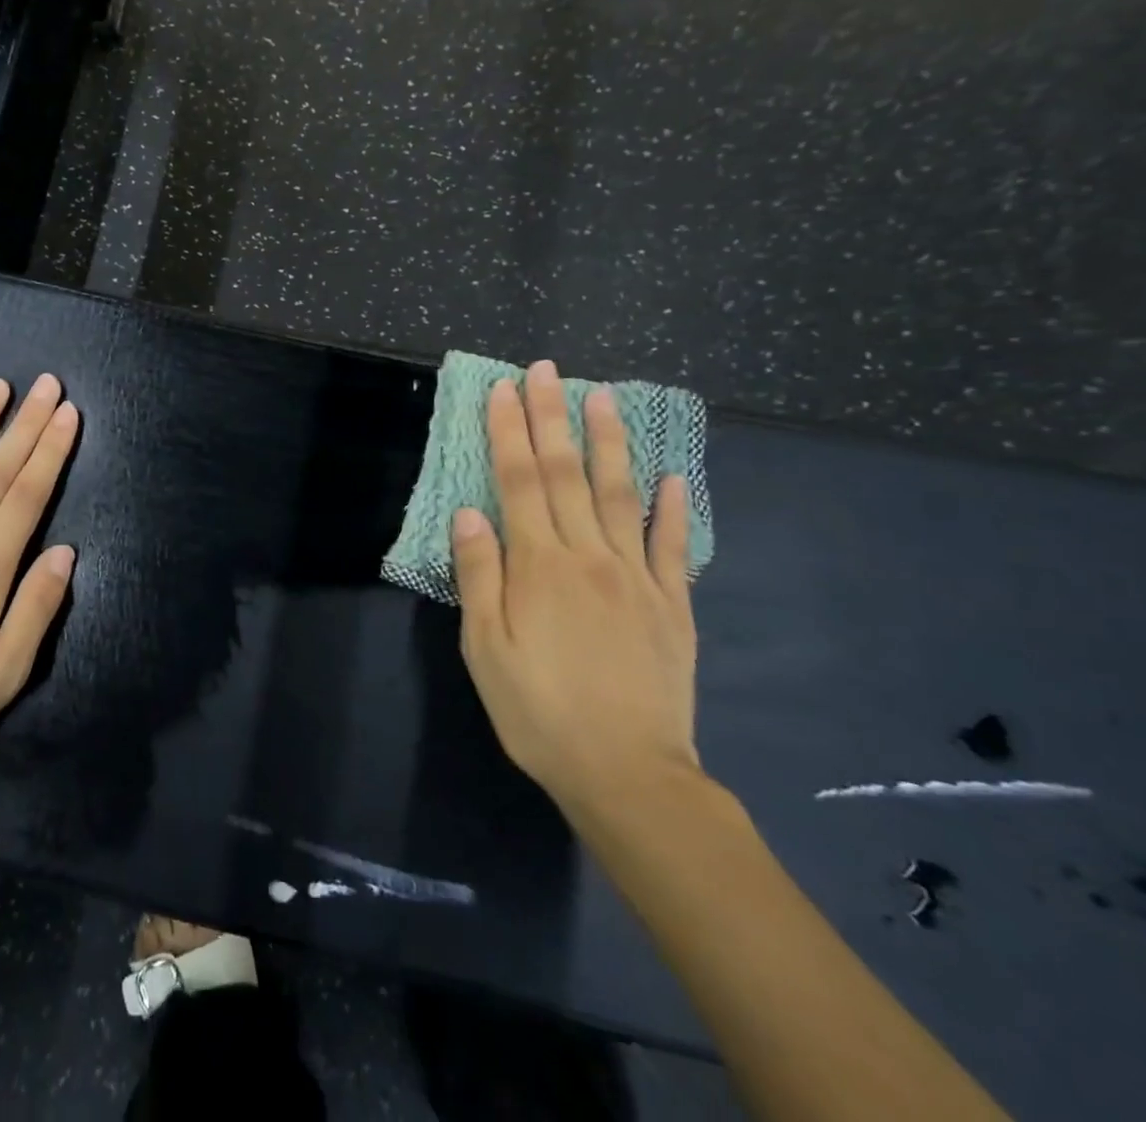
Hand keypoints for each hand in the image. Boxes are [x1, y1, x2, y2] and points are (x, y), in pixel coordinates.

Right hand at [450, 360, 699, 815]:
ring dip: (609, 443)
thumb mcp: (485, 649)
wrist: (628, 774)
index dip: (509, 431)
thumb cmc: (538, 711)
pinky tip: (676, 478)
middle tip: (546, 371)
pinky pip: (673, 547)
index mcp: (539, 566)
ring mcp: (636, 577)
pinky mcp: (672, 605)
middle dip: (551, 418)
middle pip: (565, 474)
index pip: (518, 481)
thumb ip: (479, 577)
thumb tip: (470, 514)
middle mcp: (588, 556)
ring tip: (604, 397)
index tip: (503, 389)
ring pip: (620, 495)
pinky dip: (674, 508)